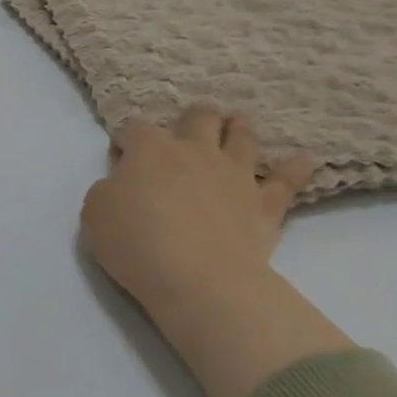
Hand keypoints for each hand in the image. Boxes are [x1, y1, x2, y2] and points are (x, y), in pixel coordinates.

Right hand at [82, 106, 311, 313]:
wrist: (198, 279)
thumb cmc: (137, 243)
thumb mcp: (94, 214)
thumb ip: (107, 191)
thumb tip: (120, 185)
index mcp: (150, 150)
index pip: (135, 128)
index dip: (126, 139)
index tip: (122, 157)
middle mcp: (195, 151)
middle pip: (198, 117)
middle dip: (192, 119)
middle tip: (187, 132)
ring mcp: (235, 174)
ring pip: (243, 136)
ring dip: (238, 129)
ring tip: (236, 130)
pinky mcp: (265, 203)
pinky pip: (287, 179)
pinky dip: (295, 168)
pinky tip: (302, 160)